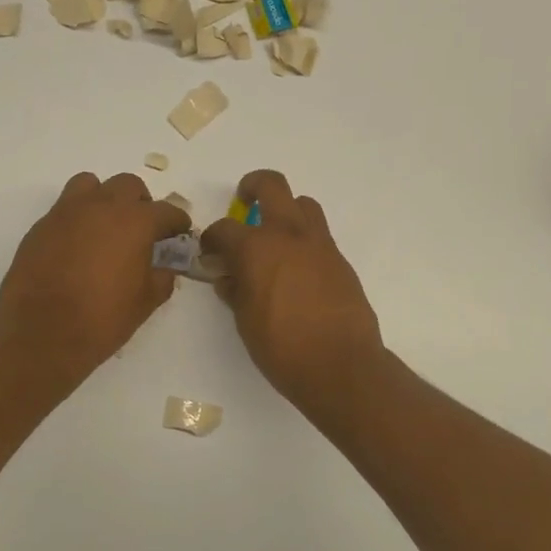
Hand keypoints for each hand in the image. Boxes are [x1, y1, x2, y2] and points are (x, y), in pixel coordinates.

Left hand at [0, 172, 189, 382]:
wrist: (41, 335)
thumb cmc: (102, 320)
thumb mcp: (145, 303)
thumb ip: (162, 278)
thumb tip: (164, 267)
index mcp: (135, 222)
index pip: (166, 211)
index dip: (178, 222)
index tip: (180, 232)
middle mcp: (101, 207)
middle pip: (128, 186)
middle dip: (140, 203)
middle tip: (142, 230)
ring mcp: (66, 213)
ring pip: (91, 185)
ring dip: (104, 199)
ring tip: (106, 227)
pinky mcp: (40, 226)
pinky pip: (65, 209)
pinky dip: (77, 219)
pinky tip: (78, 248)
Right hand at [200, 169, 384, 410]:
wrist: (340, 364)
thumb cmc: (282, 347)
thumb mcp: (245, 321)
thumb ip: (235, 291)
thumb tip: (229, 278)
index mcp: (256, 248)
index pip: (224, 229)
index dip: (211, 238)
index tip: (209, 251)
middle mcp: (288, 235)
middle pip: (271, 186)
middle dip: (253, 186)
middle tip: (244, 201)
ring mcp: (319, 245)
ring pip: (303, 204)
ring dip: (286, 210)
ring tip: (275, 235)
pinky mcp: (340, 261)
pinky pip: (319, 235)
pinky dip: (304, 240)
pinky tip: (297, 268)